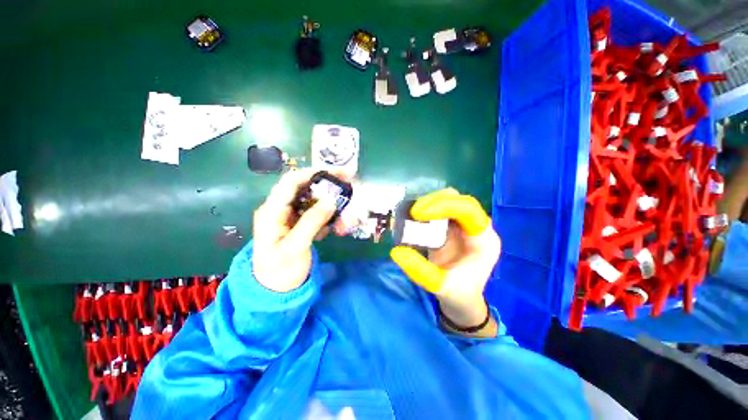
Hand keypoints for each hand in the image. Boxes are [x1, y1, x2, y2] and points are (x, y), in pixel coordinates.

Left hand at [252, 169, 337, 292]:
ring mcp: (292, 217)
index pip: (291, 182)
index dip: (312, 173)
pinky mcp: (301, 225)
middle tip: (349, 188)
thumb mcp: (295, 247)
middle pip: (306, 189)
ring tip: (345, 221)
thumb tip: (331, 200)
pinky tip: (336, 230)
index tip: (335, 174)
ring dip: (332, 208)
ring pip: (315, 203)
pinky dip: (330, 219)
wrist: (276, 291)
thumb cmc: (279, 271)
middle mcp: (281, 209)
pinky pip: (318, 215)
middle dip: (328, 189)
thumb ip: (311, 222)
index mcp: (272, 211)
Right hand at [390, 189, 500, 336]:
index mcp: (483, 240)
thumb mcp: (439, 286)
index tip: (418, 214)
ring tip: (412, 214)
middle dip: (434, 202)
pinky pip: (440, 208)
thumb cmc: (458, 293)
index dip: (444, 206)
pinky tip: (415, 217)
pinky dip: (426, 209)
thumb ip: (419, 270)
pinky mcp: (452, 226)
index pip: (468, 209)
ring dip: (429, 203)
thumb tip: (396, 252)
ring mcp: (464, 225)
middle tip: (413, 213)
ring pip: (449, 200)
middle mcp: (476, 227)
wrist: (462, 298)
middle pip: (458, 200)